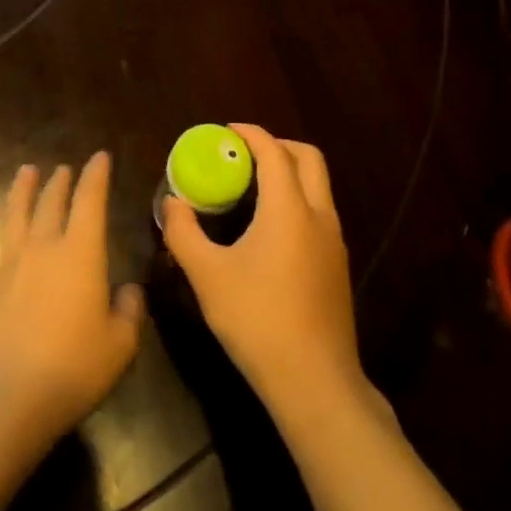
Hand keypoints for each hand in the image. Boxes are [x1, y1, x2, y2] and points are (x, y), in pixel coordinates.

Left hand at [0, 155, 143, 474]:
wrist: (8, 398)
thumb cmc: (73, 370)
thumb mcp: (120, 346)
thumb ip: (129, 311)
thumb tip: (129, 290)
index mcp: (81, 255)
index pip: (90, 202)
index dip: (96, 176)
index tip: (100, 157)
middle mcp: (42, 249)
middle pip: (50, 204)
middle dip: (60, 183)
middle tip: (63, 168)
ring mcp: (7, 265)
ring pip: (14, 215)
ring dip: (21, 191)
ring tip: (26, 171)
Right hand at [162, 125, 364, 423]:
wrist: (313, 380)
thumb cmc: (256, 319)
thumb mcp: (207, 275)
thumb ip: (183, 232)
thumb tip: (172, 203)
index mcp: (289, 208)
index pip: (273, 151)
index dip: (250, 134)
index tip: (225, 131)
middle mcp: (319, 215)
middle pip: (308, 158)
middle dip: (277, 145)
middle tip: (243, 154)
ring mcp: (334, 241)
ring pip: (318, 186)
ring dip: (289, 173)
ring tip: (251, 187)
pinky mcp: (337, 265)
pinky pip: (319, 212)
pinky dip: (296, 199)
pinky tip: (268, 228)